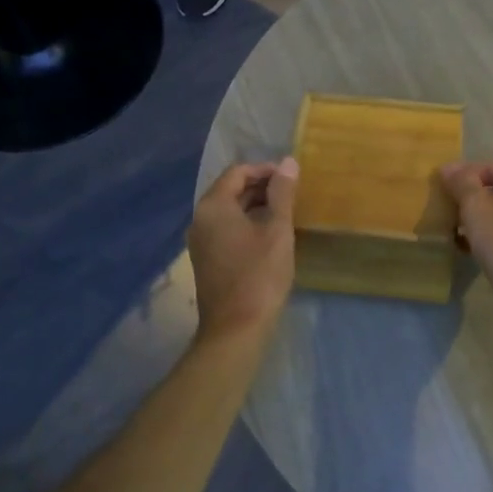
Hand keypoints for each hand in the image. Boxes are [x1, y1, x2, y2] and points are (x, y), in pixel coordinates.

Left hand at [189, 158, 298, 341]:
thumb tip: (287, 162)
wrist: (236, 329)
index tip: (291, 178)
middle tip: (292, 194)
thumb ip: (282, 193)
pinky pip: (226, 230)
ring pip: (229, 211)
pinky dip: (247, 224)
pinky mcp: (206, 260)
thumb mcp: (277, 230)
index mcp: (213, 206)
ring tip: (285, 213)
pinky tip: (269, 236)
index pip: (237, 172)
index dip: (265, 170)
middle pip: (230, 190)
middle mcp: (200, 219)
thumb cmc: (259, 275)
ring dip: (255, 206)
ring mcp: (200, 241)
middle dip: (261, 187)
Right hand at [441, 158, 492, 314]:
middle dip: (477, 197)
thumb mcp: (476, 203)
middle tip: (452, 206)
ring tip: (456, 227)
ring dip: (482, 219)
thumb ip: (461, 181)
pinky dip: (492, 237)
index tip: (452, 187)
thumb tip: (448, 168)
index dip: (475, 173)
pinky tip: (467, 246)